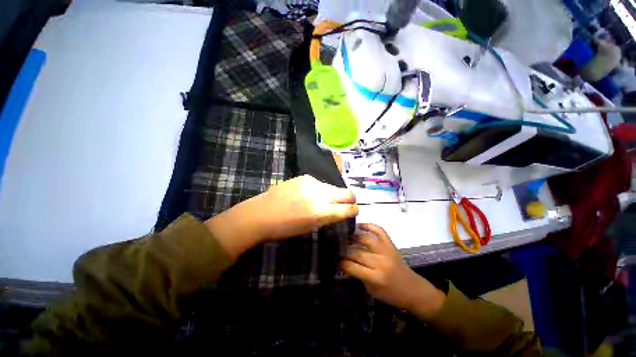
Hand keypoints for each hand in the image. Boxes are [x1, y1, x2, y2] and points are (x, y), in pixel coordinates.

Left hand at [254, 175, 357, 239]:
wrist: (261, 213)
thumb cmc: (284, 228)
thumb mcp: (310, 227)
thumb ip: (327, 217)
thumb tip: (338, 210)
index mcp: (322, 212)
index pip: (349, 208)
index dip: (354, 210)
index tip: (353, 211)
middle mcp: (321, 195)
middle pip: (348, 193)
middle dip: (350, 199)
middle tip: (345, 204)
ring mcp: (313, 183)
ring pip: (333, 187)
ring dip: (332, 194)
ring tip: (320, 200)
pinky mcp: (305, 177)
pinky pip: (319, 183)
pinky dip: (319, 190)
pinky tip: (307, 194)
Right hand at [341, 224, 445, 319]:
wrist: (413, 290)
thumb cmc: (391, 294)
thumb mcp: (371, 290)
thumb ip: (358, 275)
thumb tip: (345, 262)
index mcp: (375, 277)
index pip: (352, 266)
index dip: (341, 262)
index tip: (333, 259)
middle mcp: (380, 262)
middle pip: (357, 252)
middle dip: (344, 250)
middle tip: (336, 247)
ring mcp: (386, 251)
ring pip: (366, 238)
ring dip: (354, 236)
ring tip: (346, 236)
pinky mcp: (391, 245)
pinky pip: (379, 231)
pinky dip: (369, 225)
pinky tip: (360, 225)